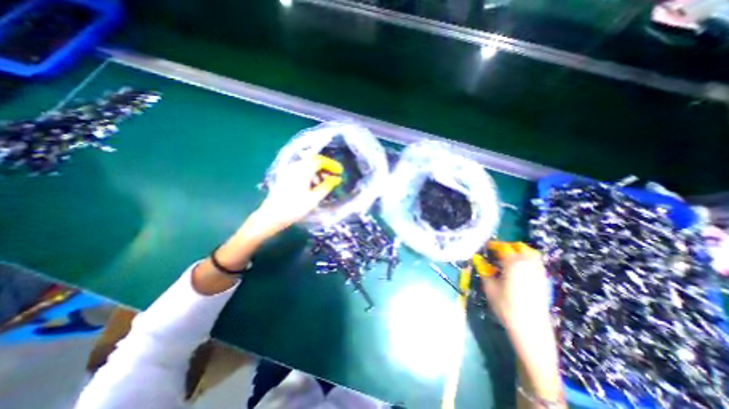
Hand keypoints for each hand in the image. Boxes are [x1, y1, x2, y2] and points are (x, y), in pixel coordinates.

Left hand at [248, 156, 341, 238]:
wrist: (272, 216)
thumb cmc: (295, 208)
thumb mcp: (314, 198)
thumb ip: (327, 186)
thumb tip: (337, 179)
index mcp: (302, 171)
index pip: (320, 160)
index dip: (331, 165)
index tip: (339, 171)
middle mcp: (294, 167)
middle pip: (313, 162)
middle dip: (324, 169)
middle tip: (332, 179)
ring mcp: (288, 172)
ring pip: (306, 167)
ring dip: (317, 173)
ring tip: (322, 185)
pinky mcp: (285, 177)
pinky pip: (300, 171)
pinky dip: (309, 176)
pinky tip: (311, 187)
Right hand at [477, 241, 548, 329]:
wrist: (531, 329)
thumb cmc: (505, 306)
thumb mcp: (489, 287)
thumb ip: (484, 270)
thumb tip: (478, 259)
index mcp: (513, 263)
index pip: (502, 247)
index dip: (492, 245)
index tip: (485, 247)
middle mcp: (528, 264)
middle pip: (519, 247)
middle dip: (507, 247)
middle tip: (497, 252)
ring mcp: (539, 272)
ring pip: (530, 254)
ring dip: (518, 252)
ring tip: (507, 259)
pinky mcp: (544, 281)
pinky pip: (536, 263)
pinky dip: (527, 261)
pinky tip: (518, 270)